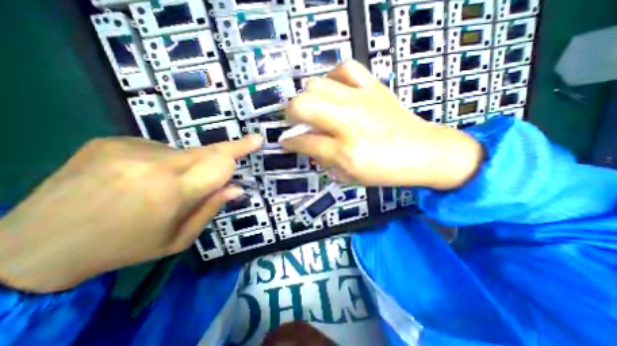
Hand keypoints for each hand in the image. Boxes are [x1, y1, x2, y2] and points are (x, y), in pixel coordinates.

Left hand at [0, 135, 261, 291]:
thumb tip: (236, 188)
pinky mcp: (112, 140)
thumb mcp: (178, 239)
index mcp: (171, 193)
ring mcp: (129, 148)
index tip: (256, 140)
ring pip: (185, 152)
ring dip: (189, 166)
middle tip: (248, 143)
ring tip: (164, 186)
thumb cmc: (124, 248)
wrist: (34, 246)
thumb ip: (211, 209)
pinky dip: (164, 162)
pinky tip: (141, 178)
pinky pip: (159, 149)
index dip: (240, 150)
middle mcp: (153, 164)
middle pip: (208, 150)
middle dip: (229, 150)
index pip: (219, 164)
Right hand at [280, 60, 481, 188]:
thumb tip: (306, 146)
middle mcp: (349, 122)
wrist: (425, 152)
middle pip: (304, 105)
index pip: (304, 142)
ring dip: (307, 97)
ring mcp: (362, 100)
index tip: (286, 142)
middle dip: (290, 114)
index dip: (289, 143)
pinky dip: (333, 77)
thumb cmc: (386, 171)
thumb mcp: (350, 177)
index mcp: (345, 151)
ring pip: (317, 84)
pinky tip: (334, 90)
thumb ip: (324, 162)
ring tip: (313, 108)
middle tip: (294, 122)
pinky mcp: (374, 88)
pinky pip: (346, 68)